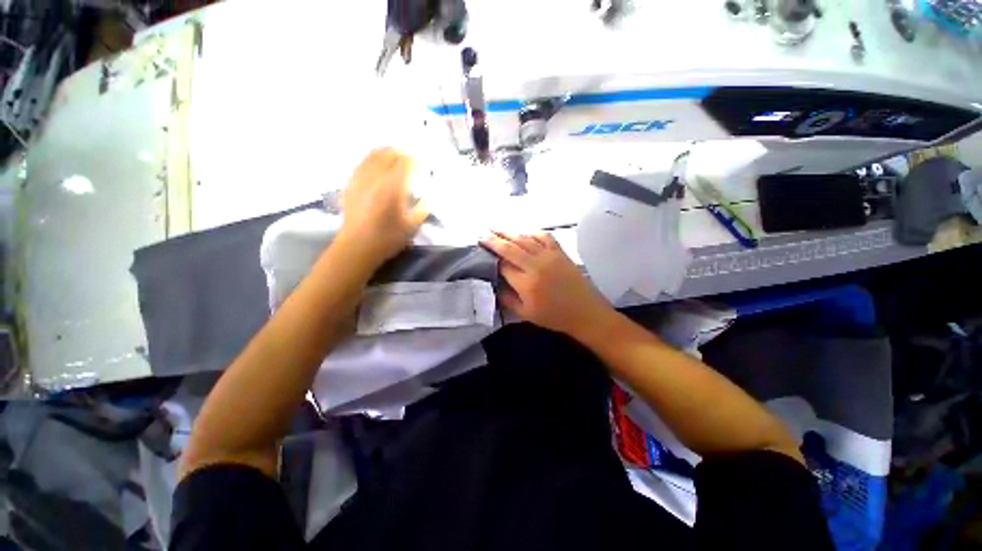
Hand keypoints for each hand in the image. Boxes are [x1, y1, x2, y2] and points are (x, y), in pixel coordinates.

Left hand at [337, 148, 428, 264]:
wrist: (357, 246)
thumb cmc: (388, 238)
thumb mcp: (412, 226)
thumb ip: (424, 207)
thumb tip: (430, 194)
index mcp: (393, 187)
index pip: (406, 162)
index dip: (417, 161)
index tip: (423, 167)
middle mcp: (376, 177)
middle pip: (390, 153)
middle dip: (403, 155)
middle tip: (411, 163)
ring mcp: (360, 177)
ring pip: (374, 154)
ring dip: (388, 153)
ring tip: (396, 159)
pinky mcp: (351, 182)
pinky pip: (363, 162)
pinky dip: (374, 159)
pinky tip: (379, 167)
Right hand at [480, 231, 613, 337]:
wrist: (585, 312)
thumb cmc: (554, 316)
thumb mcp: (526, 314)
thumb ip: (507, 299)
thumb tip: (495, 285)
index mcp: (526, 283)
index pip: (503, 265)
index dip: (491, 258)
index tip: (481, 252)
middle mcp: (535, 265)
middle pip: (510, 248)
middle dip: (494, 240)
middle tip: (482, 234)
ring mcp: (549, 256)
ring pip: (524, 239)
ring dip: (508, 232)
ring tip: (495, 228)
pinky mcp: (560, 252)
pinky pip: (544, 236)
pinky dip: (532, 232)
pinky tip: (524, 231)